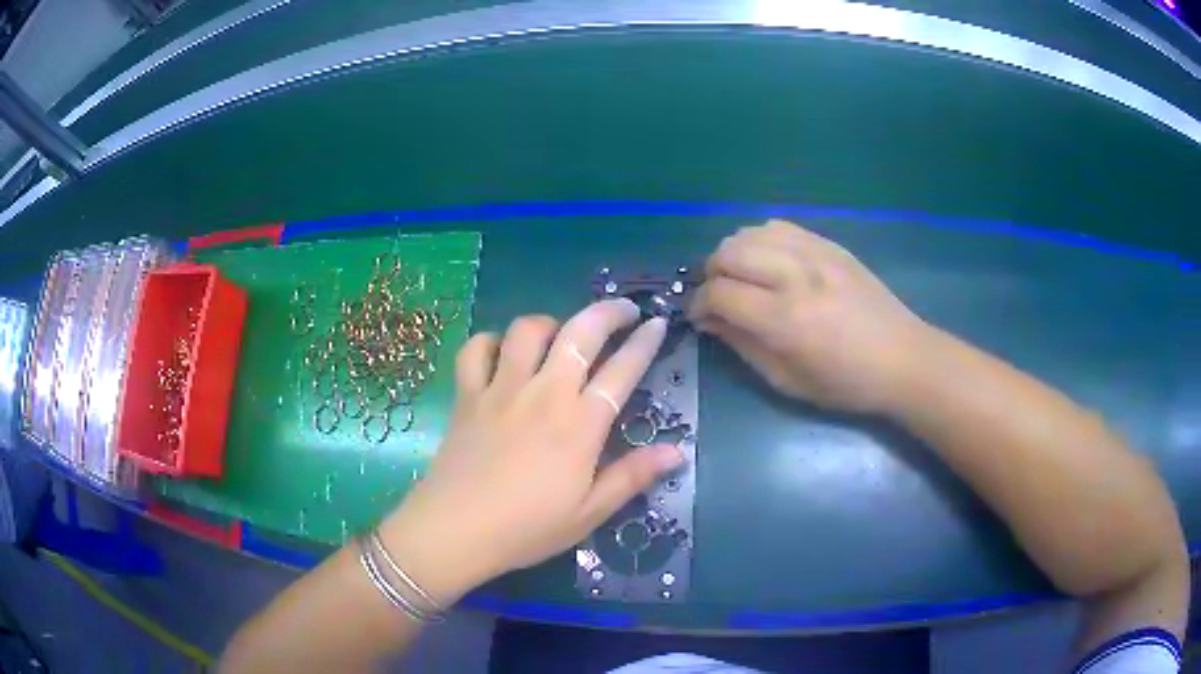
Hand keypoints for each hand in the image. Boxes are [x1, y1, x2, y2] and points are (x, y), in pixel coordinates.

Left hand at [378, 300, 684, 602]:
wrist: (455, 531)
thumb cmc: (527, 529)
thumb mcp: (589, 513)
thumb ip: (632, 476)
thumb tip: (678, 451)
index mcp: (579, 424)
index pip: (622, 370)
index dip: (644, 342)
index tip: (656, 323)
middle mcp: (543, 394)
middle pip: (579, 333)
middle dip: (607, 312)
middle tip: (623, 311)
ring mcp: (501, 389)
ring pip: (527, 330)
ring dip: (550, 323)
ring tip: (559, 336)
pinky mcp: (467, 395)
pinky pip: (477, 349)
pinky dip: (491, 341)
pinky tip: (501, 354)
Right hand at [689, 219, 933, 412]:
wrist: (902, 358)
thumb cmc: (845, 383)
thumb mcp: (786, 380)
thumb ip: (742, 346)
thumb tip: (709, 320)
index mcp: (785, 320)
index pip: (720, 293)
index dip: (699, 304)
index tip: (701, 318)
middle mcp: (796, 276)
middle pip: (729, 252)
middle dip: (712, 274)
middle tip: (720, 297)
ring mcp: (815, 253)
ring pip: (750, 232)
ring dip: (735, 253)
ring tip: (743, 277)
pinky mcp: (829, 244)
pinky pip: (779, 226)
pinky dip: (761, 240)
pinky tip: (769, 261)